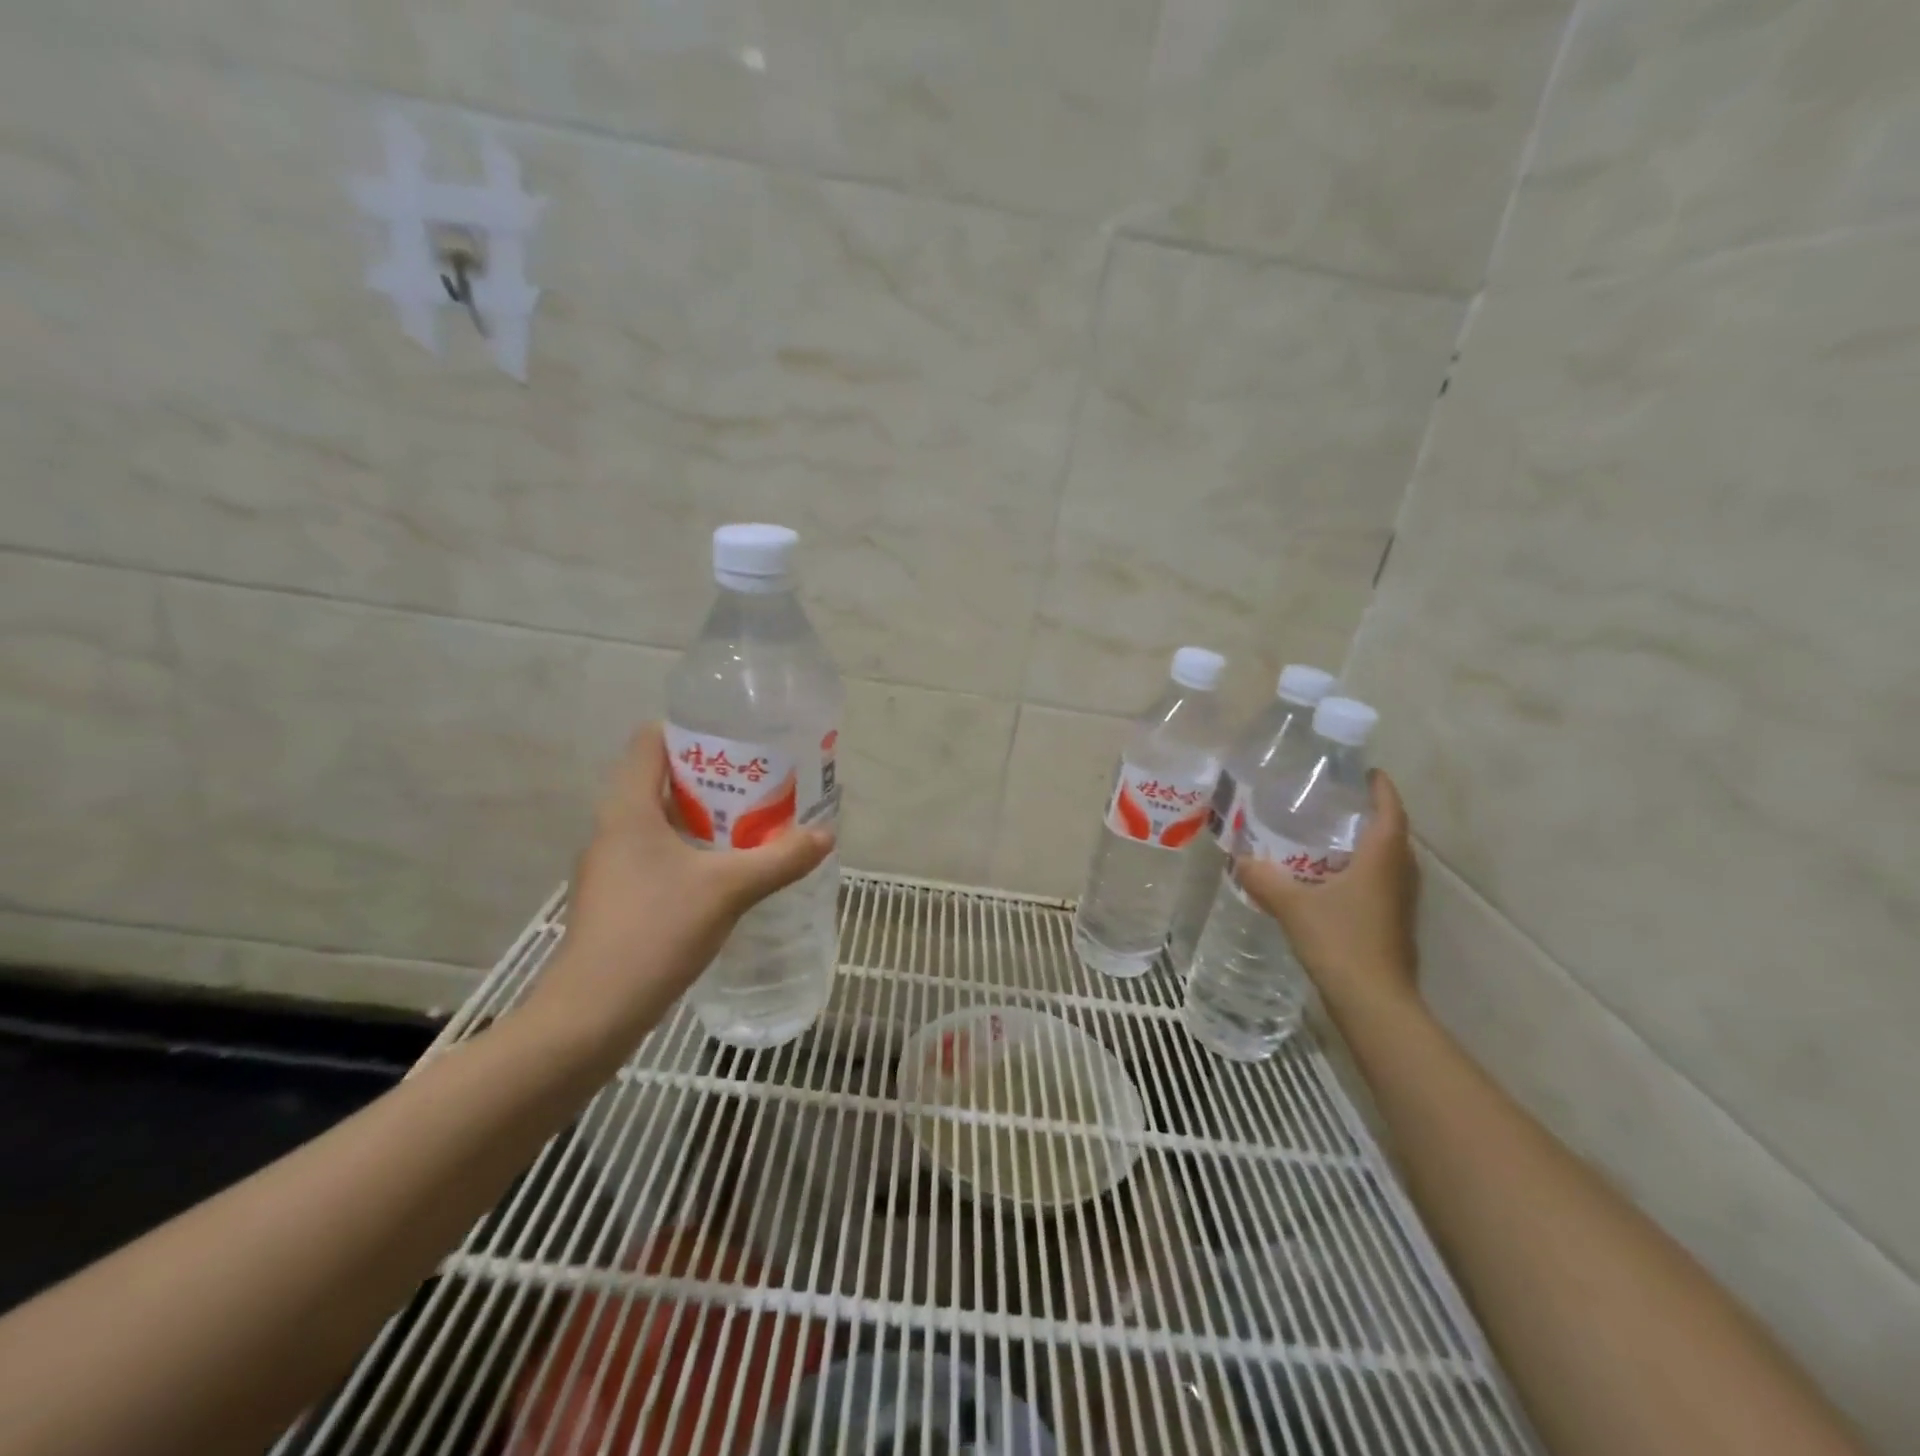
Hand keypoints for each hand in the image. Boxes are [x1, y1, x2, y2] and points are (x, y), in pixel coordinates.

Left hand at [524, 723, 833, 1054]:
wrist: (593, 1013)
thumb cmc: (655, 931)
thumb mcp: (728, 890)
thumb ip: (780, 859)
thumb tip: (825, 835)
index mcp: (628, 808)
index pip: (650, 741)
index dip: (691, 730)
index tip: (737, 739)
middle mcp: (613, 828)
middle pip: (661, 780)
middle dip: (712, 778)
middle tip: (761, 782)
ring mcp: (611, 867)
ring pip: (661, 822)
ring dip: (704, 818)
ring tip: (753, 823)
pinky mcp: (617, 899)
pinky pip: (658, 856)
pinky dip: (692, 852)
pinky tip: (726, 872)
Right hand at [1235, 769, 1419, 1016]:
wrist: (1374, 1002)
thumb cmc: (1341, 942)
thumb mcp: (1294, 907)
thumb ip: (1266, 879)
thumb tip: (1241, 859)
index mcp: (1382, 860)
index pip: (1391, 812)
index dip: (1382, 790)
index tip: (1367, 772)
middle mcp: (1398, 876)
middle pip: (1393, 835)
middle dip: (1372, 815)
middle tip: (1339, 803)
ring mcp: (1399, 903)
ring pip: (1389, 862)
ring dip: (1369, 845)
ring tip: (1332, 836)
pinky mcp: (1393, 924)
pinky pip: (1381, 883)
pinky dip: (1363, 871)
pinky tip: (1332, 879)